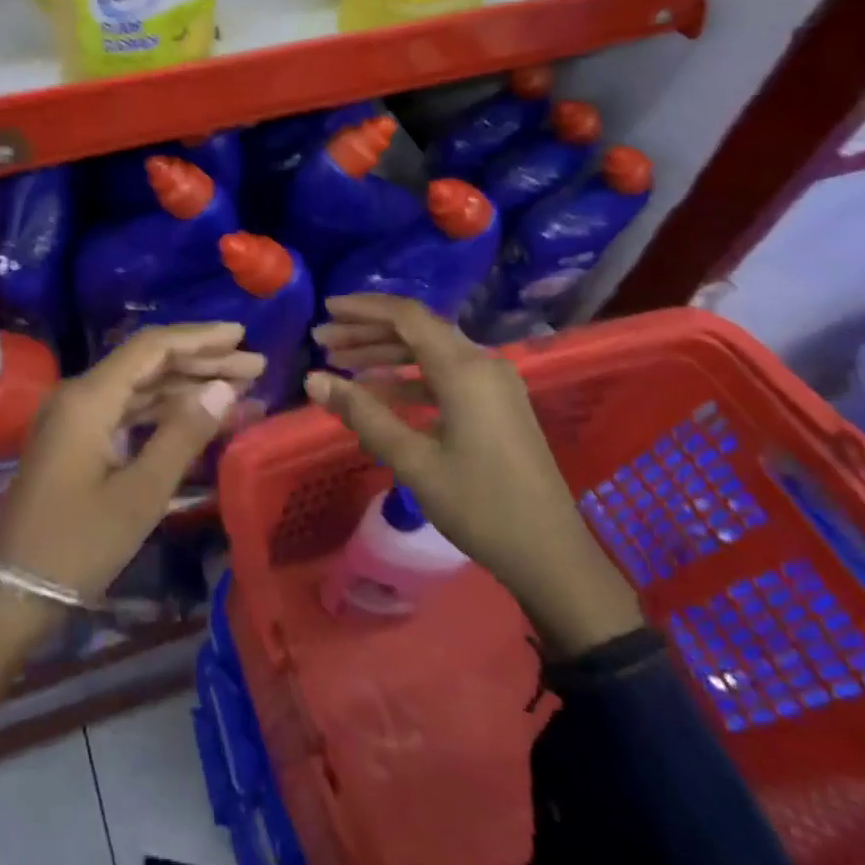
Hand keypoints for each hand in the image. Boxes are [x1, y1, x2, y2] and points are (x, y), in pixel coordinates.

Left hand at [0, 322, 262, 608]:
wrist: (15, 592)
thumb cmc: (78, 544)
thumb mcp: (140, 493)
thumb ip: (183, 435)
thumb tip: (223, 387)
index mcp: (89, 398)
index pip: (151, 347)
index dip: (199, 338)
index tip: (242, 336)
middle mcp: (79, 395)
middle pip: (148, 363)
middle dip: (201, 362)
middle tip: (254, 367)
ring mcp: (75, 417)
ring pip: (140, 387)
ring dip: (187, 387)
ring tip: (240, 392)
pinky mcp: (77, 440)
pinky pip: (127, 411)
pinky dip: (165, 413)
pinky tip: (200, 419)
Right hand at [307, 294, 642, 656]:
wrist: (551, 556)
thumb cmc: (480, 505)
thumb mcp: (413, 460)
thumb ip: (362, 414)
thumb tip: (313, 379)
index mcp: (465, 369)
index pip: (407, 316)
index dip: (363, 308)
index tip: (325, 310)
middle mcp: (481, 364)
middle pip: (416, 330)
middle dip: (367, 332)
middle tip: (322, 341)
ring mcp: (492, 385)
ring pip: (428, 353)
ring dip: (384, 355)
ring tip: (340, 362)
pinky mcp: (495, 405)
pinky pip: (443, 376)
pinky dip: (407, 378)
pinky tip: (376, 393)